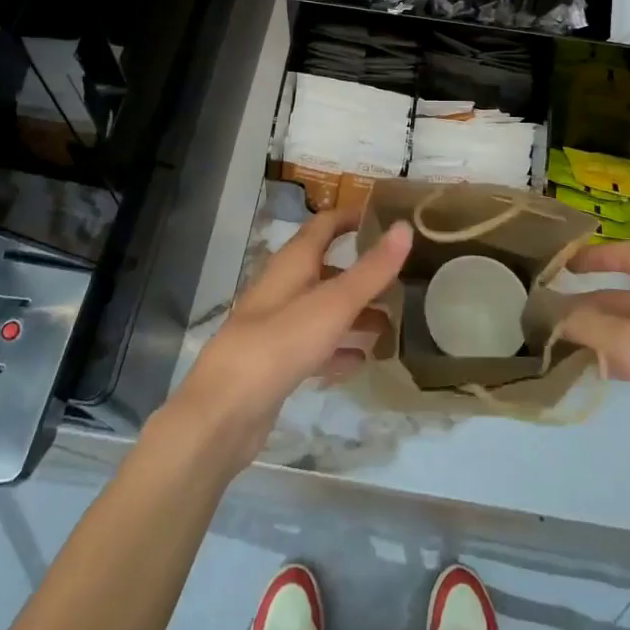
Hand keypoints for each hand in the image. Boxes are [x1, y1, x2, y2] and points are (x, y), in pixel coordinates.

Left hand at [167, 207, 411, 468]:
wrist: (224, 412)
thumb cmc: (281, 343)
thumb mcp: (334, 303)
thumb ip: (372, 269)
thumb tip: (405, 226)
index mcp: (293, 263)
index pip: (325, 225)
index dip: (353, 217)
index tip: (388, 218)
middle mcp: (283, 288)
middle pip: (327, 269)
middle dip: (362, 273)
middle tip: (401, 280)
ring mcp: (277, 327)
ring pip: (323, 311)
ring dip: (354, 315)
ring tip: (390, 326)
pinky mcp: (275, 364)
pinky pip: (314, 348)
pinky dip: (338, 349)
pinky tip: (360, 362)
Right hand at [561, 242, 629, 504]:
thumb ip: (593, 326)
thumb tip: (550, 314)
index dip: (596, 254)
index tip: (561, 264)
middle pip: (624, 295)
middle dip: (587, 302)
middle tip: (545, 316)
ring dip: (597, 333)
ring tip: (558, 345)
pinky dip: (616, 360)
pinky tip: (594, 375)